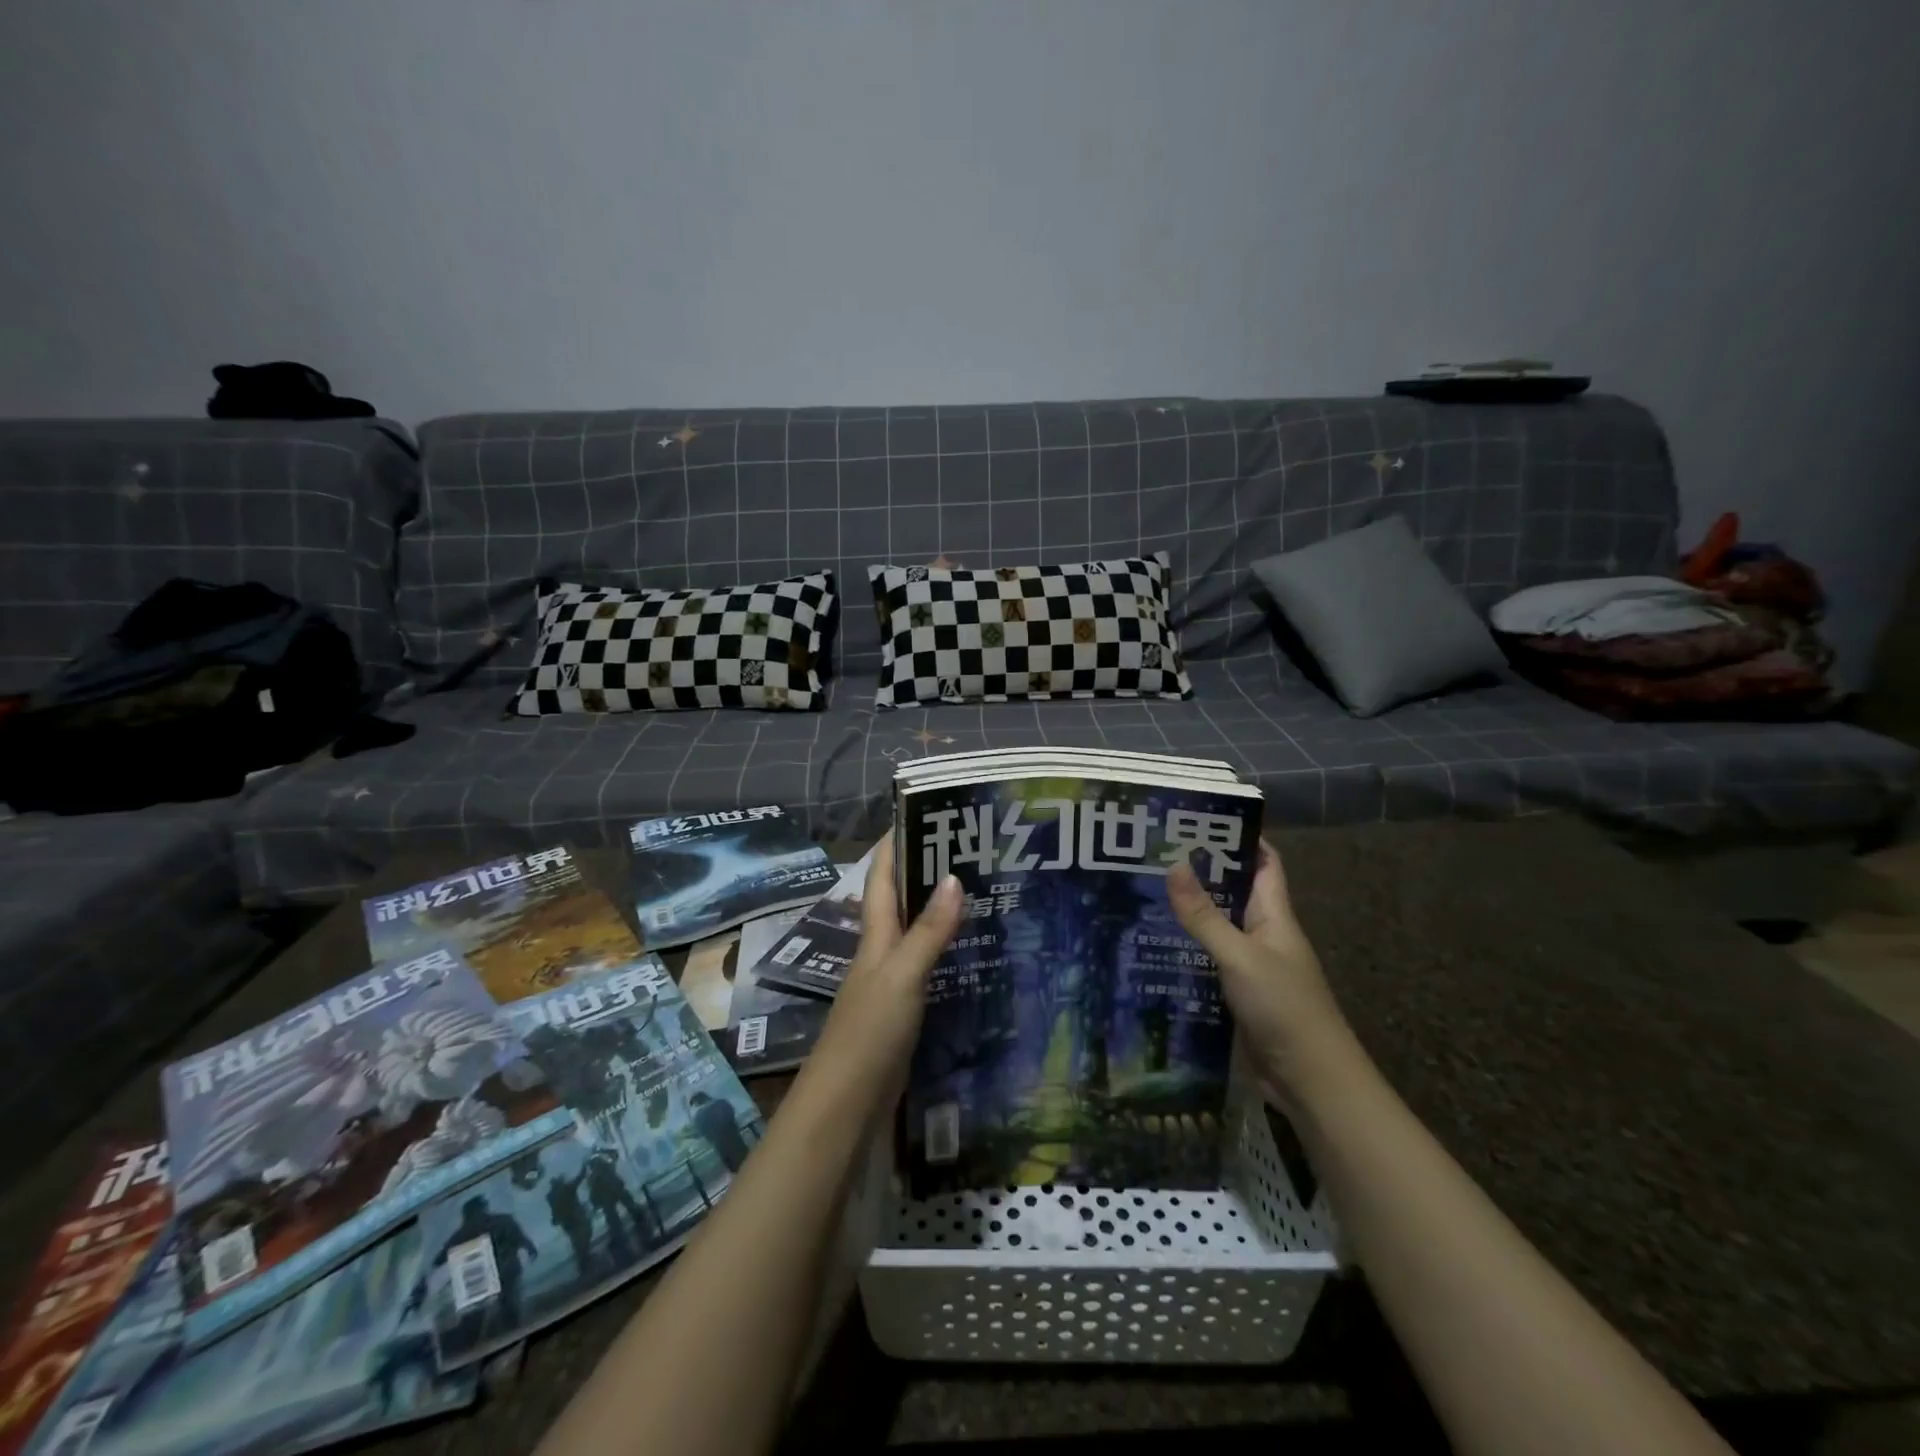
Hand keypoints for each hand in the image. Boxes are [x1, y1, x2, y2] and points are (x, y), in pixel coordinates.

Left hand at [809, 832, 962, 1100]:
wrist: (847, 1104)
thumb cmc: (869, 1031)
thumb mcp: (902, 975)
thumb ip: (928, 931)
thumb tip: (952, 876)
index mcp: (875, 934)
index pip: (883, 876)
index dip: (896, 843)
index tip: (923, 812)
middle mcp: (881, 950)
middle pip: (902, 899)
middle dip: (927, 871)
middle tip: (972, 849)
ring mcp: (892, 981)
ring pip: (917, 931)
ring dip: (940, 910)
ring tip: (983, 890)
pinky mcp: (904, 1009)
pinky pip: (928, 967)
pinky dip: (948, 951)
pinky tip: (975, 951)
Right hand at [1167, 840, 1357, 1100]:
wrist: (1312, 1082)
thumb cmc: (1284, 1008)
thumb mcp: (1240, 957)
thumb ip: (1205, 916)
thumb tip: (1173, 863)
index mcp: (1274, 916)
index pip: (1263, 864)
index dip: (1239, 839)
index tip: (1198, 820)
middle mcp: (1263, 935)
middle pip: (1232, 894)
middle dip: (1199, 874)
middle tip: (1151, 856)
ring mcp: (1250, 967)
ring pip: (1216, 929)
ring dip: (1187, 915)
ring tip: (1140, 895)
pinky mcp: (1236, 996)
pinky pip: (1207, 963)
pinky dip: (1184, 953)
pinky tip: (1151, 949)